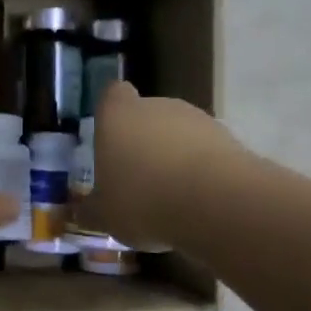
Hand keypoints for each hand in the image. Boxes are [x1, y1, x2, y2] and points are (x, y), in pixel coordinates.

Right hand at [85, 81, 242, 248]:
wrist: (216, 203)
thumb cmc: (143, 200)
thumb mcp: (105, 215)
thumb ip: (91, 210)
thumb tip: (81, 212)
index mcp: (118, 115)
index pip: (112, 94)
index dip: (111, 112)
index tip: (111, 137)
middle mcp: (157, 106)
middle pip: (147, 114)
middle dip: (143, 140)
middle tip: (139, 178)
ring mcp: (196, 118)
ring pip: (178, 132)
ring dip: (175, 155)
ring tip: (172, 195)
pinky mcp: (229, 138)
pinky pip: (206, 151)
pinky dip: (202, 169)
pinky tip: (199, 200)